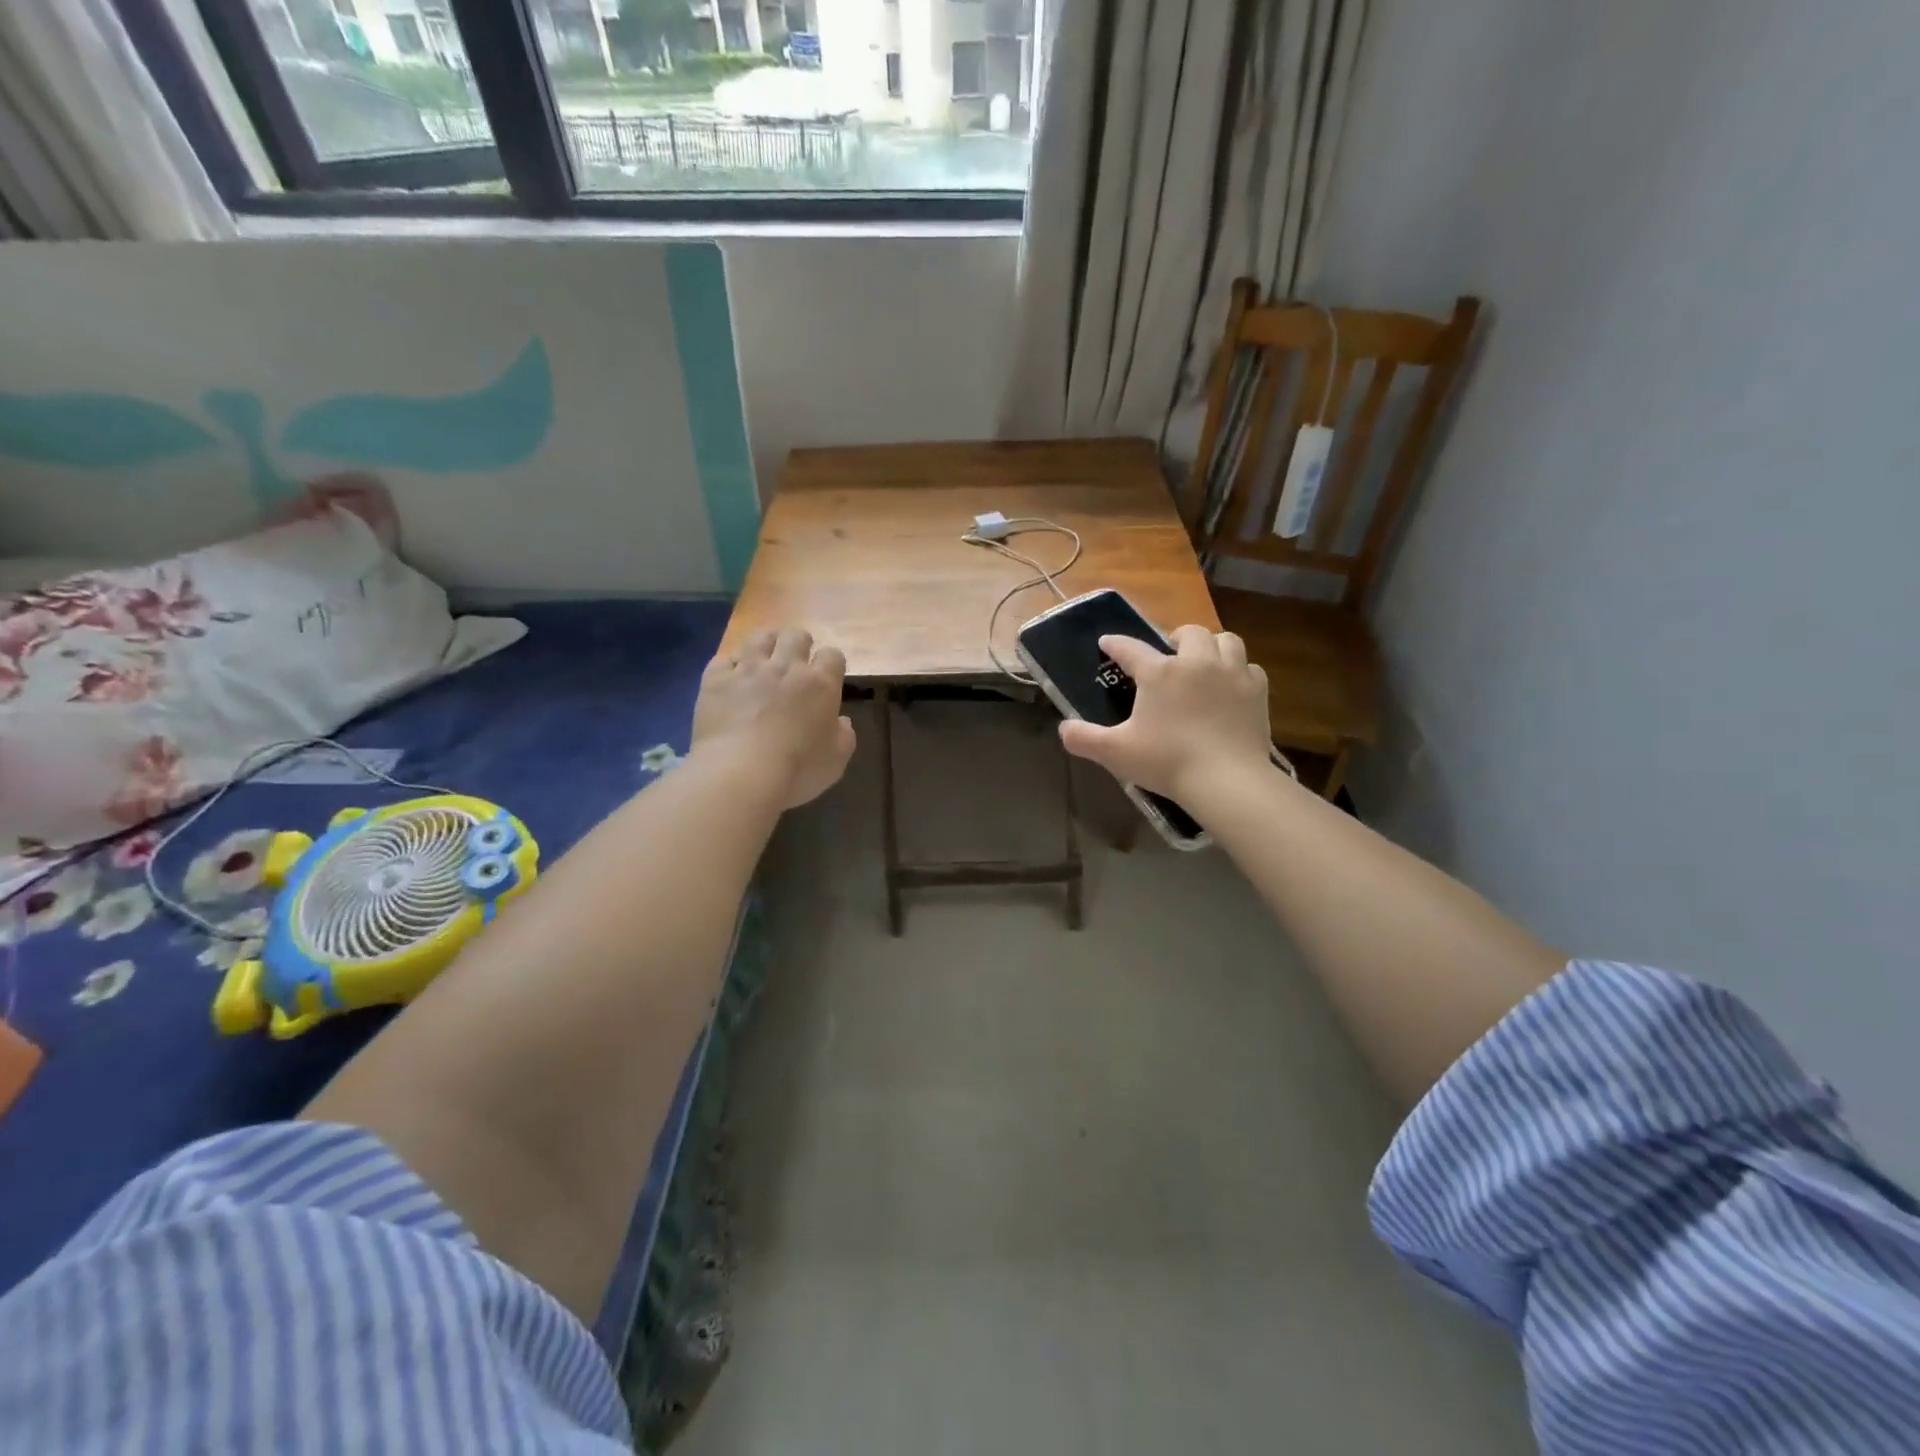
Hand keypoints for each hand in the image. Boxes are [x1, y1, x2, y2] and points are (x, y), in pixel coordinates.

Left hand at [692, 629, 855, 808]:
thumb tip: (841, 721)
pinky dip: (730, 666)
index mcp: (820, 684)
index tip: (828, 676)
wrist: (741, 773)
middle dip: (799, 644)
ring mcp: (748, 670)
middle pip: (796, 636)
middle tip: (796, 663)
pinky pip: (723, 659)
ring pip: (760, 637)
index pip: (833, 655)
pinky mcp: (716, 679)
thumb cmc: (797, 770)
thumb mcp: (836, 761)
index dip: (831, 663)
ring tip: (764, 659)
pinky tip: (731, 679)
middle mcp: (786, 667)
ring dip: (766, 644)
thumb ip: (844, 736)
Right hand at [1057, 627, 1270, 803]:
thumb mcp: (1116, 753)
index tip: (1106, 642)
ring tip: (1204, 662)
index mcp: (1160, 673)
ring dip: (1212, 646)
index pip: (1130, 648)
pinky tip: (1231, 686)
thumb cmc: (1167, 761)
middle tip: (1169, 654)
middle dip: (1176, 637)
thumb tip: (1063, 729)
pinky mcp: (1257, 691)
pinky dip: (1238, 671)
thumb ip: (1084, 738)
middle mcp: (1197, 662)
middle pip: (1189, 632)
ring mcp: (1232, 674)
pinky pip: (1249, 667)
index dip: (1115, 644)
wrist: (1227, 780)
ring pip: (1226, 640)